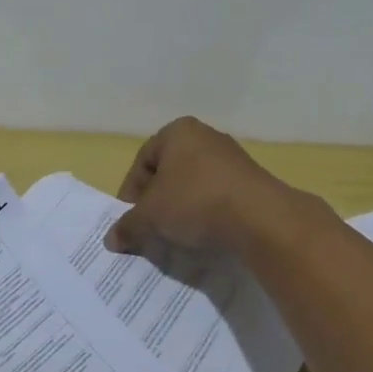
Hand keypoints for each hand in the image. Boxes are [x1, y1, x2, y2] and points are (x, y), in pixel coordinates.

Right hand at [105, 117, 290, 255]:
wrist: (261, 218)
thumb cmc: (195, 202)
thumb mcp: (151, 216)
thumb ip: (128, 225)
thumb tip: (111, 239)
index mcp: (177, 132)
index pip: (142, 162)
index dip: (131, 193)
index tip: (131, 220)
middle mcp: (205, 136)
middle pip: (168, 172)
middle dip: (157, 201)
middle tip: (150, 229)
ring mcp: (232, 157)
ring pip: (193, 185)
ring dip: (181, 209)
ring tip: (176, 236)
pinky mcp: (252, 181)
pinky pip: (218, 196)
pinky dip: (206, 213)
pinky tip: (204, 234)